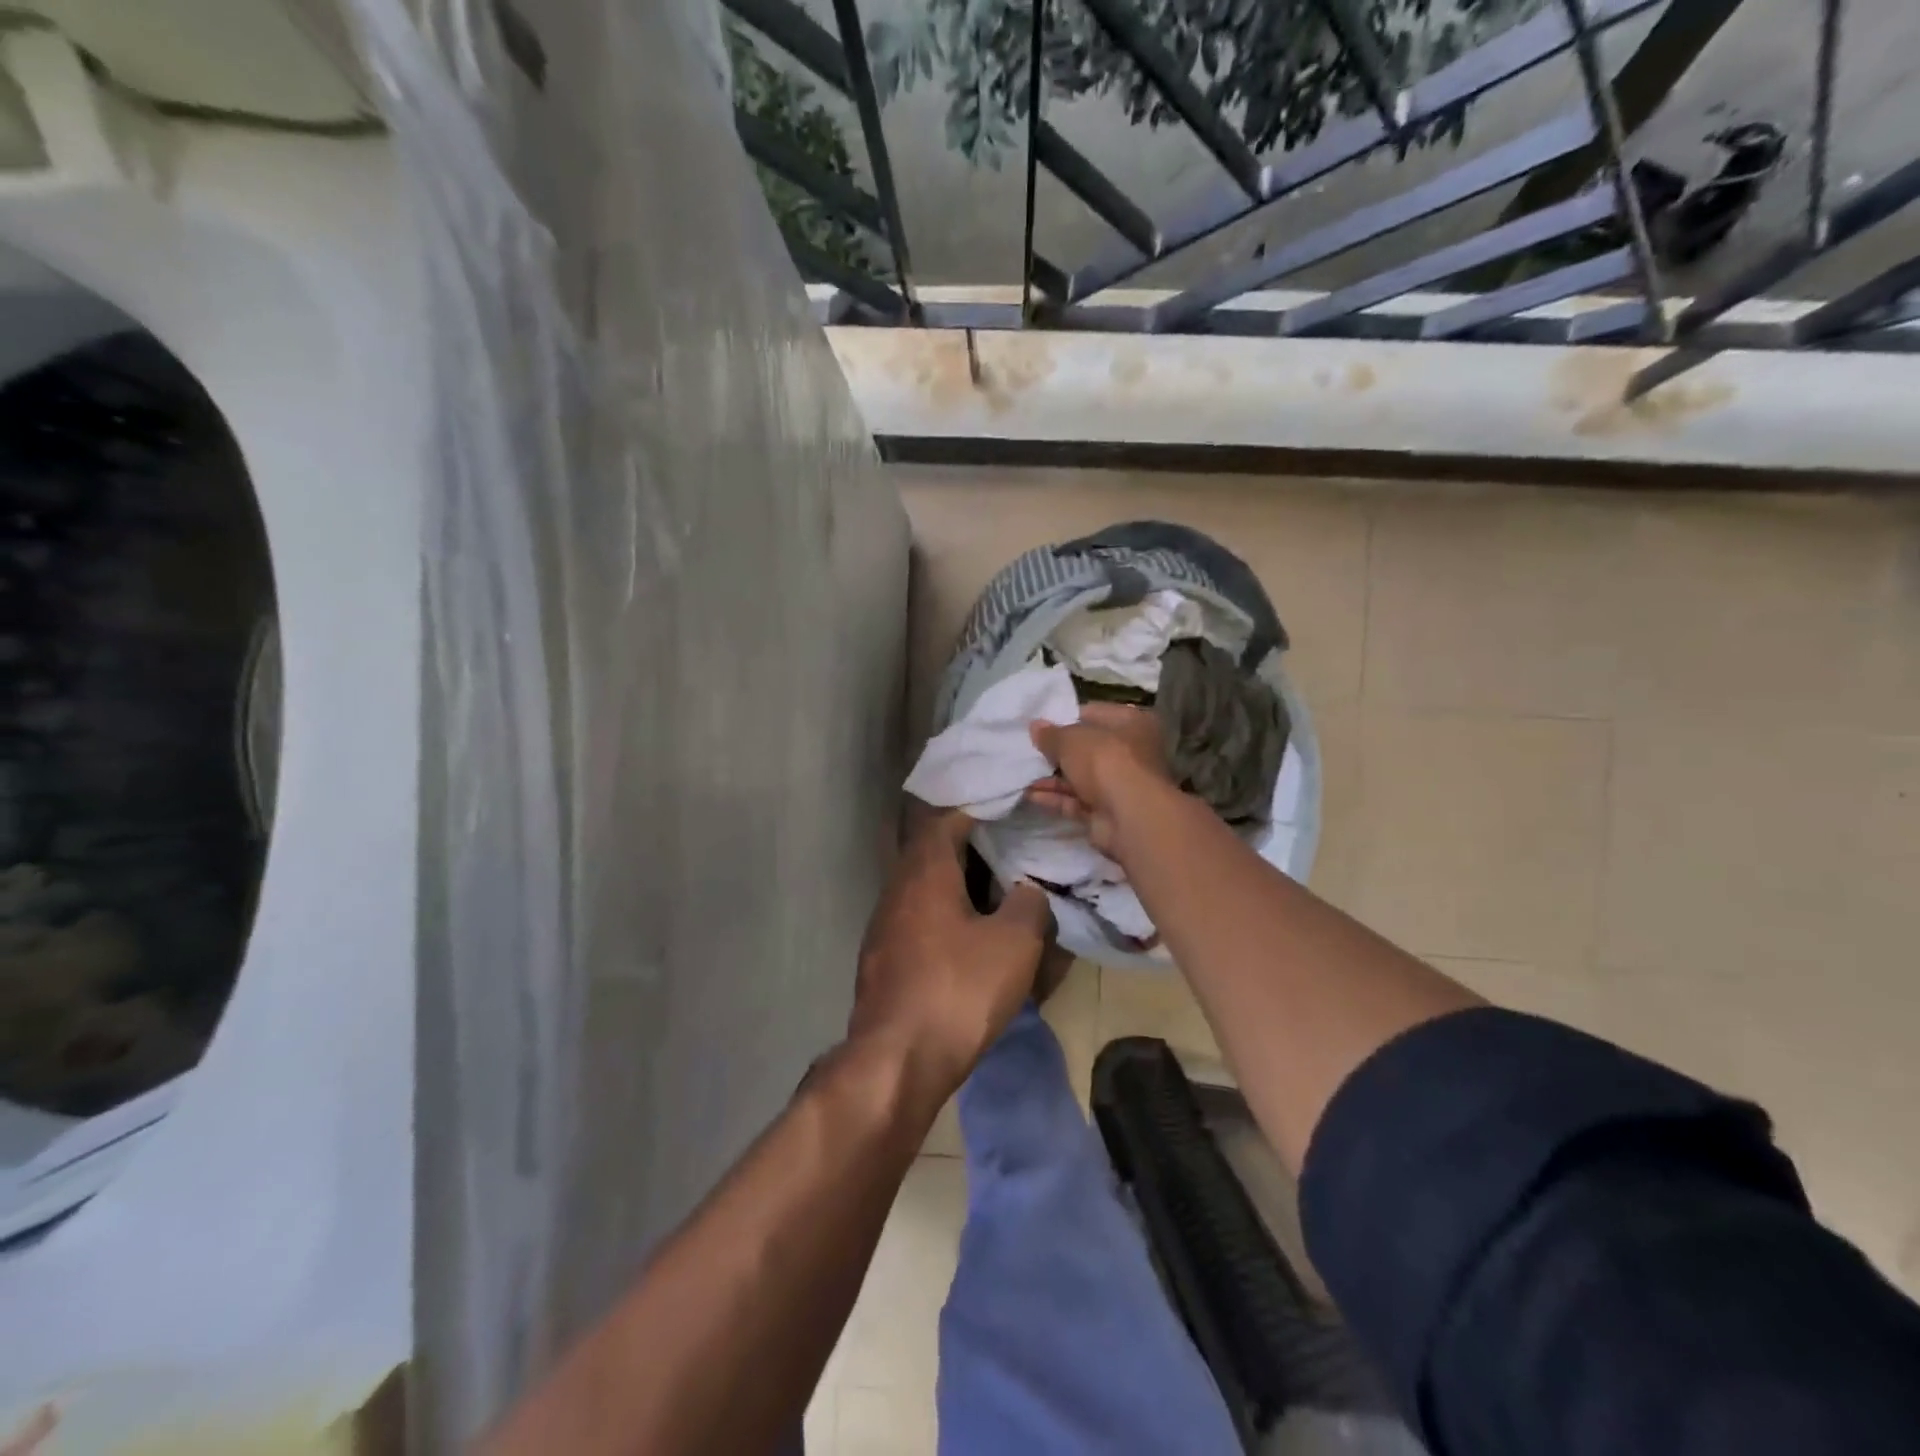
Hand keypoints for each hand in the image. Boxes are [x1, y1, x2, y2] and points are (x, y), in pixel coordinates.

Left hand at [851, 810, 1052, 1092]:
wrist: (897, 1060)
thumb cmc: (959, 989)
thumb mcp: (1014, 943)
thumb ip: (1028, 904)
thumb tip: (1026, 889)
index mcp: (925, 872)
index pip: (946, 821)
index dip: (976, 812)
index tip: (1005, 812)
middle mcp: (897, 889)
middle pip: (931, 853)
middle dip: (968, 849)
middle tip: (1007, 852)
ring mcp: (883, 926)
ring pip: (923, 889)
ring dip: (955, 885)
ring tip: (993, 894)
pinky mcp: (881, 960)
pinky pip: (916, 920)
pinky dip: (943, 917)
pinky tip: (967, 938)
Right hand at [1027, 702, 1171, 853]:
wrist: (1128, 816)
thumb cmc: (1105, 761)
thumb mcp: (1071, 739)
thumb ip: (1051, 734)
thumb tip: (1035, 727)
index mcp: (1132, 723)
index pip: (1095, 713)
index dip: (1067, 718)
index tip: (1040, 725)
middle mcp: (1130, 752)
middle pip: (1088, 749)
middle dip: (1058, 752)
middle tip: (1028, 750)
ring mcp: (1119, 785)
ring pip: (1080, 777)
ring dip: (1052, 778)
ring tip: (1022, 773)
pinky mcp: (1107, 813)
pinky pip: (1077, 801)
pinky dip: (1055, 798)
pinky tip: (1030, 794)